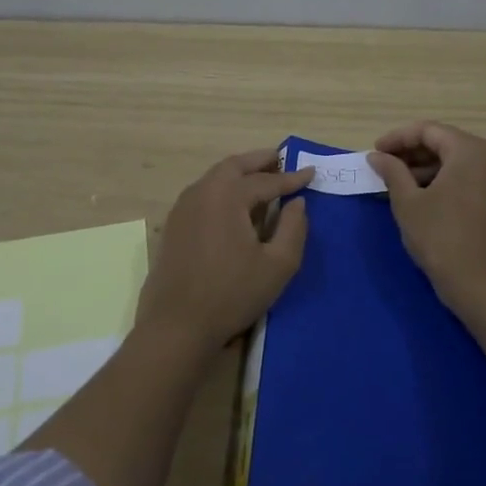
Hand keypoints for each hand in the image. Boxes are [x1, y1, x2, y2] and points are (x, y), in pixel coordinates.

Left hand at [135, 148, 312, 348]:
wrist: (177, 325)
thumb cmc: (232, 294)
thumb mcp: (277, 265)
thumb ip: (293, 228)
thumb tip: (297, 203)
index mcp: (227, 195)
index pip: (266, 181)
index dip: (292, 178)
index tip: (311, 172)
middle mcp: (201, 192)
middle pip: (234, 166)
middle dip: (260, 161)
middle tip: (281, 159)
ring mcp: (182, 208)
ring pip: (215, 178)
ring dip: (239, 172)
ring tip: (261, 177)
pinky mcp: (173, 226)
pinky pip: (203, 194)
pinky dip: (223, 188)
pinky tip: (235, 204)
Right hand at [370, 122, 485, 307]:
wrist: (483, 285)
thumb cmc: (441, 239)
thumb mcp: (408, 203)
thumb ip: (392, 172)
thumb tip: (377, 156)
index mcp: (470, 151)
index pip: (428, 130)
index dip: (397, 138)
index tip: (374, 153)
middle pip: (445, 142)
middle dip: (411, 152)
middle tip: (383, 166)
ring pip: (456, 160)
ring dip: (426, 167)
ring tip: (396, 182)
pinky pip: (468, 176)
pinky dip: (443, 179)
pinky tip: (420, 194)